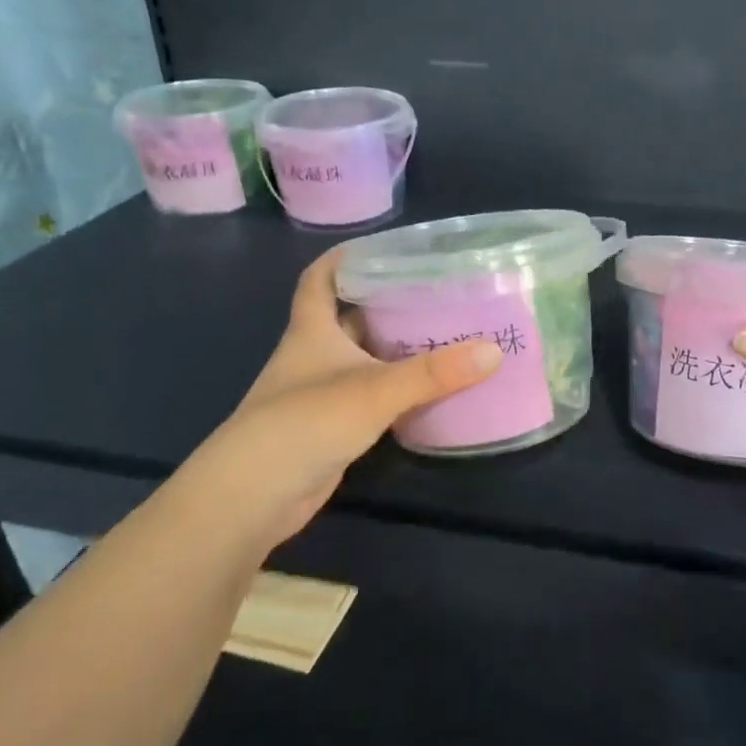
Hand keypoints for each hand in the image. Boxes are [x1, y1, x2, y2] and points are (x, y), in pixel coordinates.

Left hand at [182, 249, 500, 548]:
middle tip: (434, 291)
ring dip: (393, 347)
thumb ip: (433, 372)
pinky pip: (368, 395)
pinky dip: (393, 387)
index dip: (343, 258)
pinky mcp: (330, 427)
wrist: (252, 498)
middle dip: (385, 301)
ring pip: (361, 357)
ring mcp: (319, 393)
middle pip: (348, 316)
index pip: (319, 279)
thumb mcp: (375, 390)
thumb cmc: (305, 422)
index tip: (383, 247)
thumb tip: (493, 350)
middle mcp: (313, 355)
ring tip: (442, 332)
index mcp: (312, 330)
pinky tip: (426, 388)